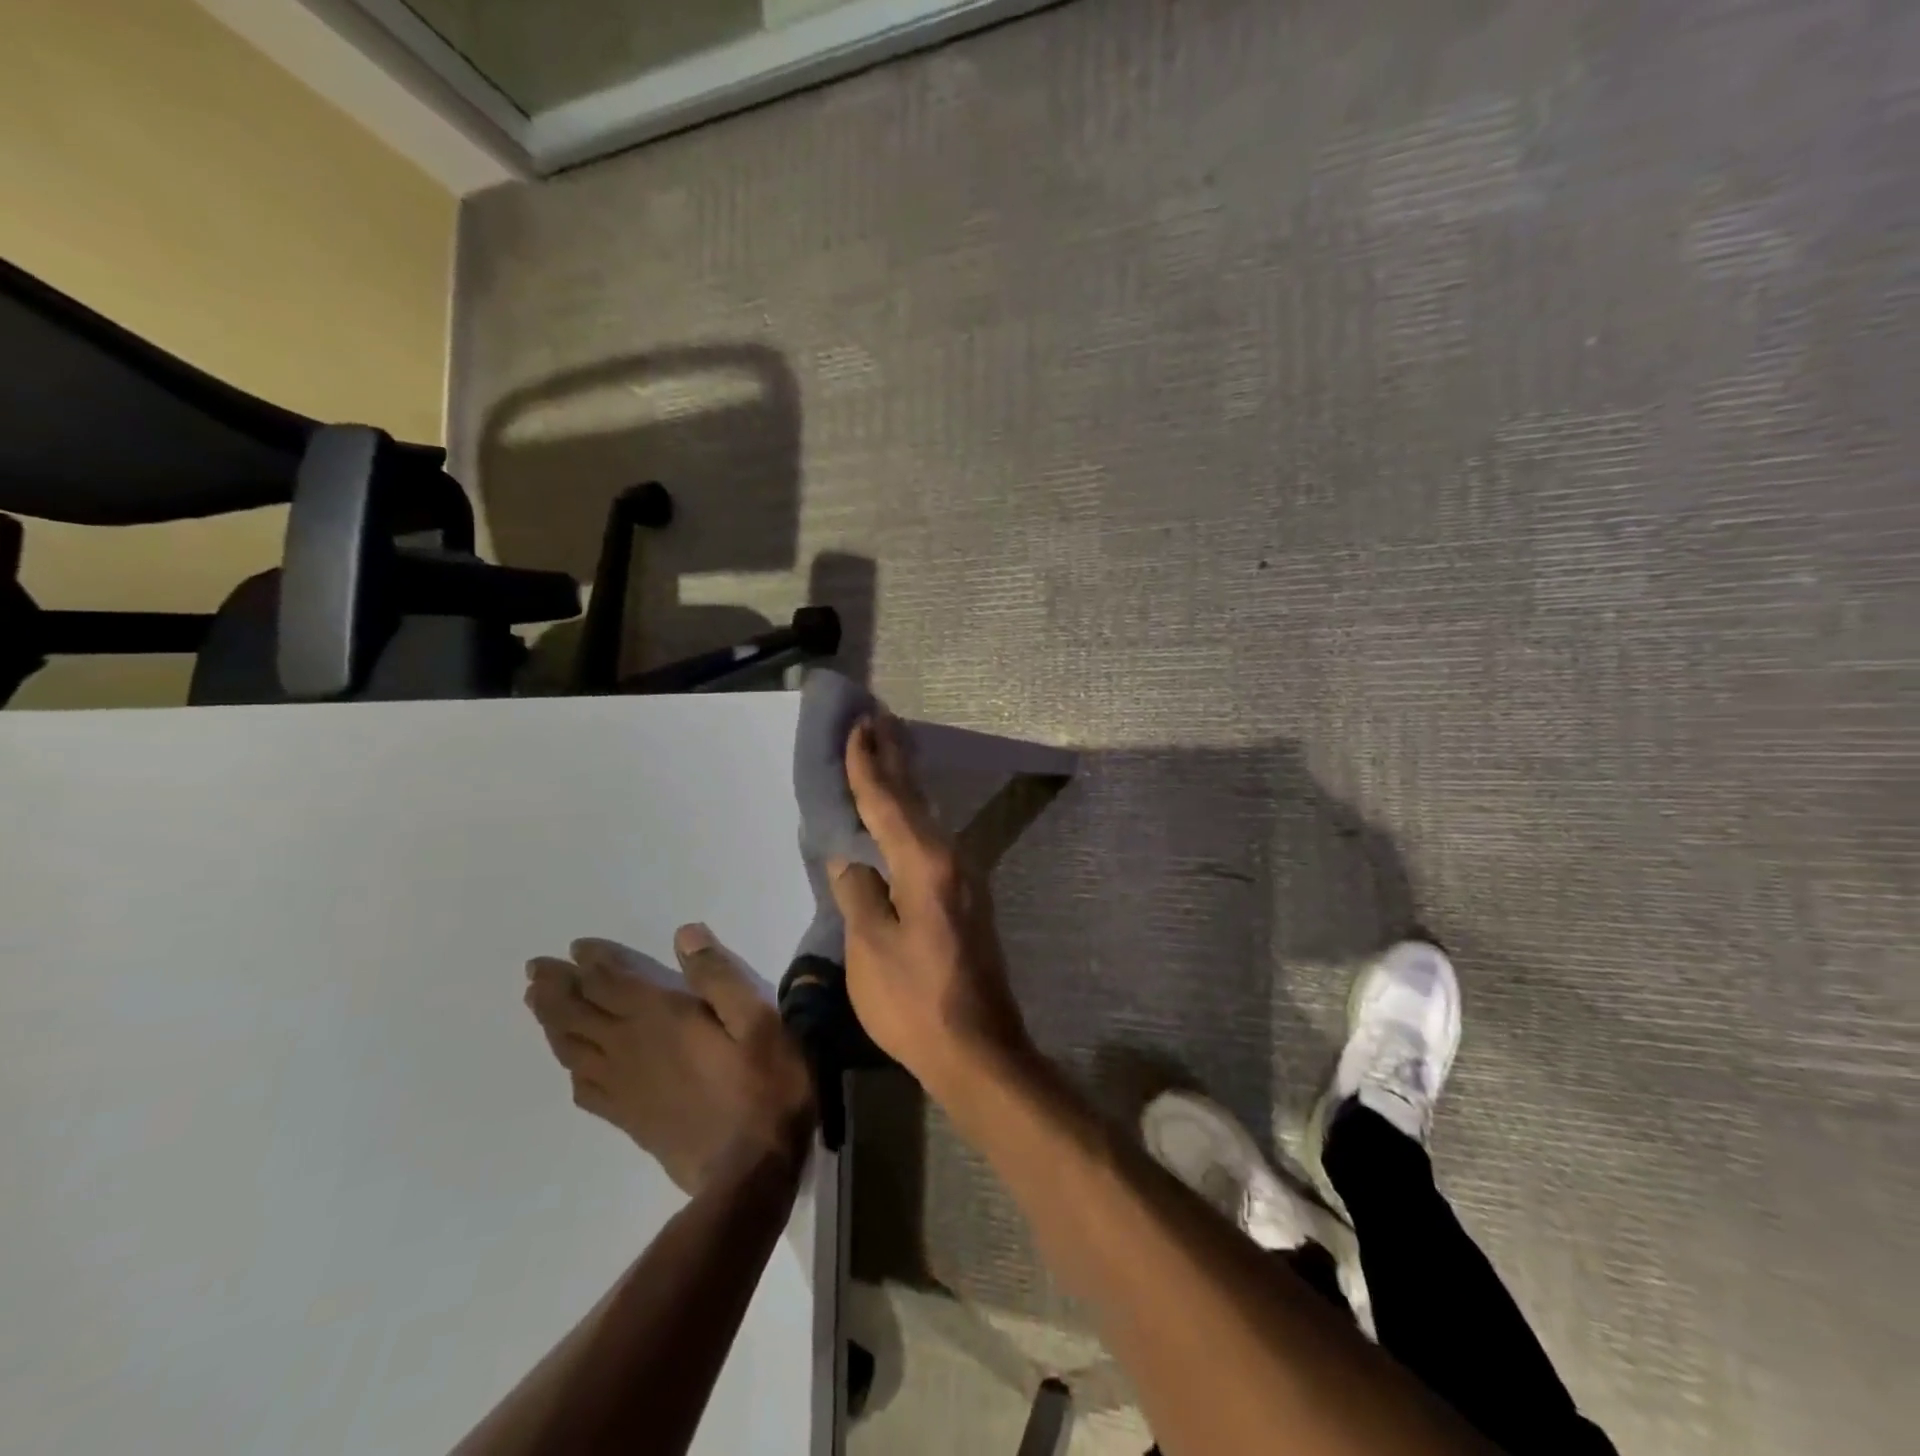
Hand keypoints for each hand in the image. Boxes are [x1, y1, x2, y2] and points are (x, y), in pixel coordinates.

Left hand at [524, 926, 814, 1193]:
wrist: (750, 1171)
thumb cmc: (764, 1085)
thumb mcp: (758, 1019)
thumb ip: (718, 975)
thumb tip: (685, 934)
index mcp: (658, 1017)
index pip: (609, 982)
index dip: (590, 961)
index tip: (575, 946)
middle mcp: (629, 1048)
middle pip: (577, 1013)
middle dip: (555, 987)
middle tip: (534, 969)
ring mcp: (624, 1087)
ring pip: (572, 1048)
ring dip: (551, 1022)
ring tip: (537, 1004)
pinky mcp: (628, 1118)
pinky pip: (584, 1089)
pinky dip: (570, 1069)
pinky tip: (571, 1066)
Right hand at [827, 715, 1033, 1094]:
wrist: (979, 1050)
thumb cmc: (916, 1002)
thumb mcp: (871, 949)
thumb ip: (859, 895)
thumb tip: (851, 859)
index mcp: (925, 864)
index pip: (887, 801)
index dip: (867, 764)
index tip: (856, 726)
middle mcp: (950, 857)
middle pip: (914, 797)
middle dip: (894, 755)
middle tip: (876, 717)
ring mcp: (964, 876)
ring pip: (926, 814)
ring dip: (906, 780)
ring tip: (887, 747)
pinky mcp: (966, 895)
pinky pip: (932, 837)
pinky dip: (912, 813)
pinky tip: (903, 810)